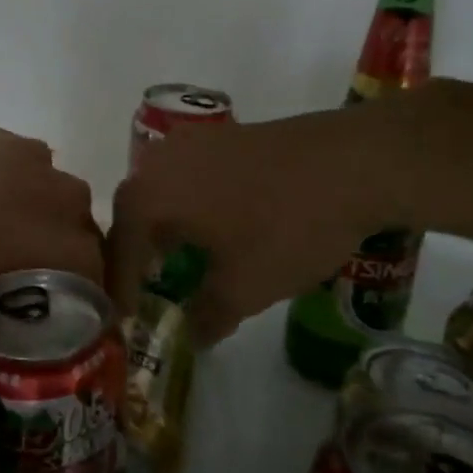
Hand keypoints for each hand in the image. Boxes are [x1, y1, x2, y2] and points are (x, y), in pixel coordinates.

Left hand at [0, 125, 102, 330]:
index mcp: (65, 250)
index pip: (93, 271)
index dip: (79, 284)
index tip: (59, 295)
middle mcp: (66, 204)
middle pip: (80, 224)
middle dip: (63, 240)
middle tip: (29, 256)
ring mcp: (38, 165)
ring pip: (54, 187)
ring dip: (40, 202)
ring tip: (2, 215)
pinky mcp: (8, 138)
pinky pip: (26, 159)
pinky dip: (12, 173)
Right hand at [106, 102, 420, 343]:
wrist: (353, 163)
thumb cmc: (286, 227)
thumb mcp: (244, 287)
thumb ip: (207, 316)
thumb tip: (191, 336)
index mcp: (148, 196)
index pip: (119, 251)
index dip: (122, 290)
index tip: (127, 321)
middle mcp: (158, 162)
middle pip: (134, 216)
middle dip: (139, 257)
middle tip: (149, 293)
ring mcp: (192, 143)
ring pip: (161, 194)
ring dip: (164, 230)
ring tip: (179, 265)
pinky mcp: (223, 137)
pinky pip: (189, 178)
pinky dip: (190, 208)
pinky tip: (214, 231)